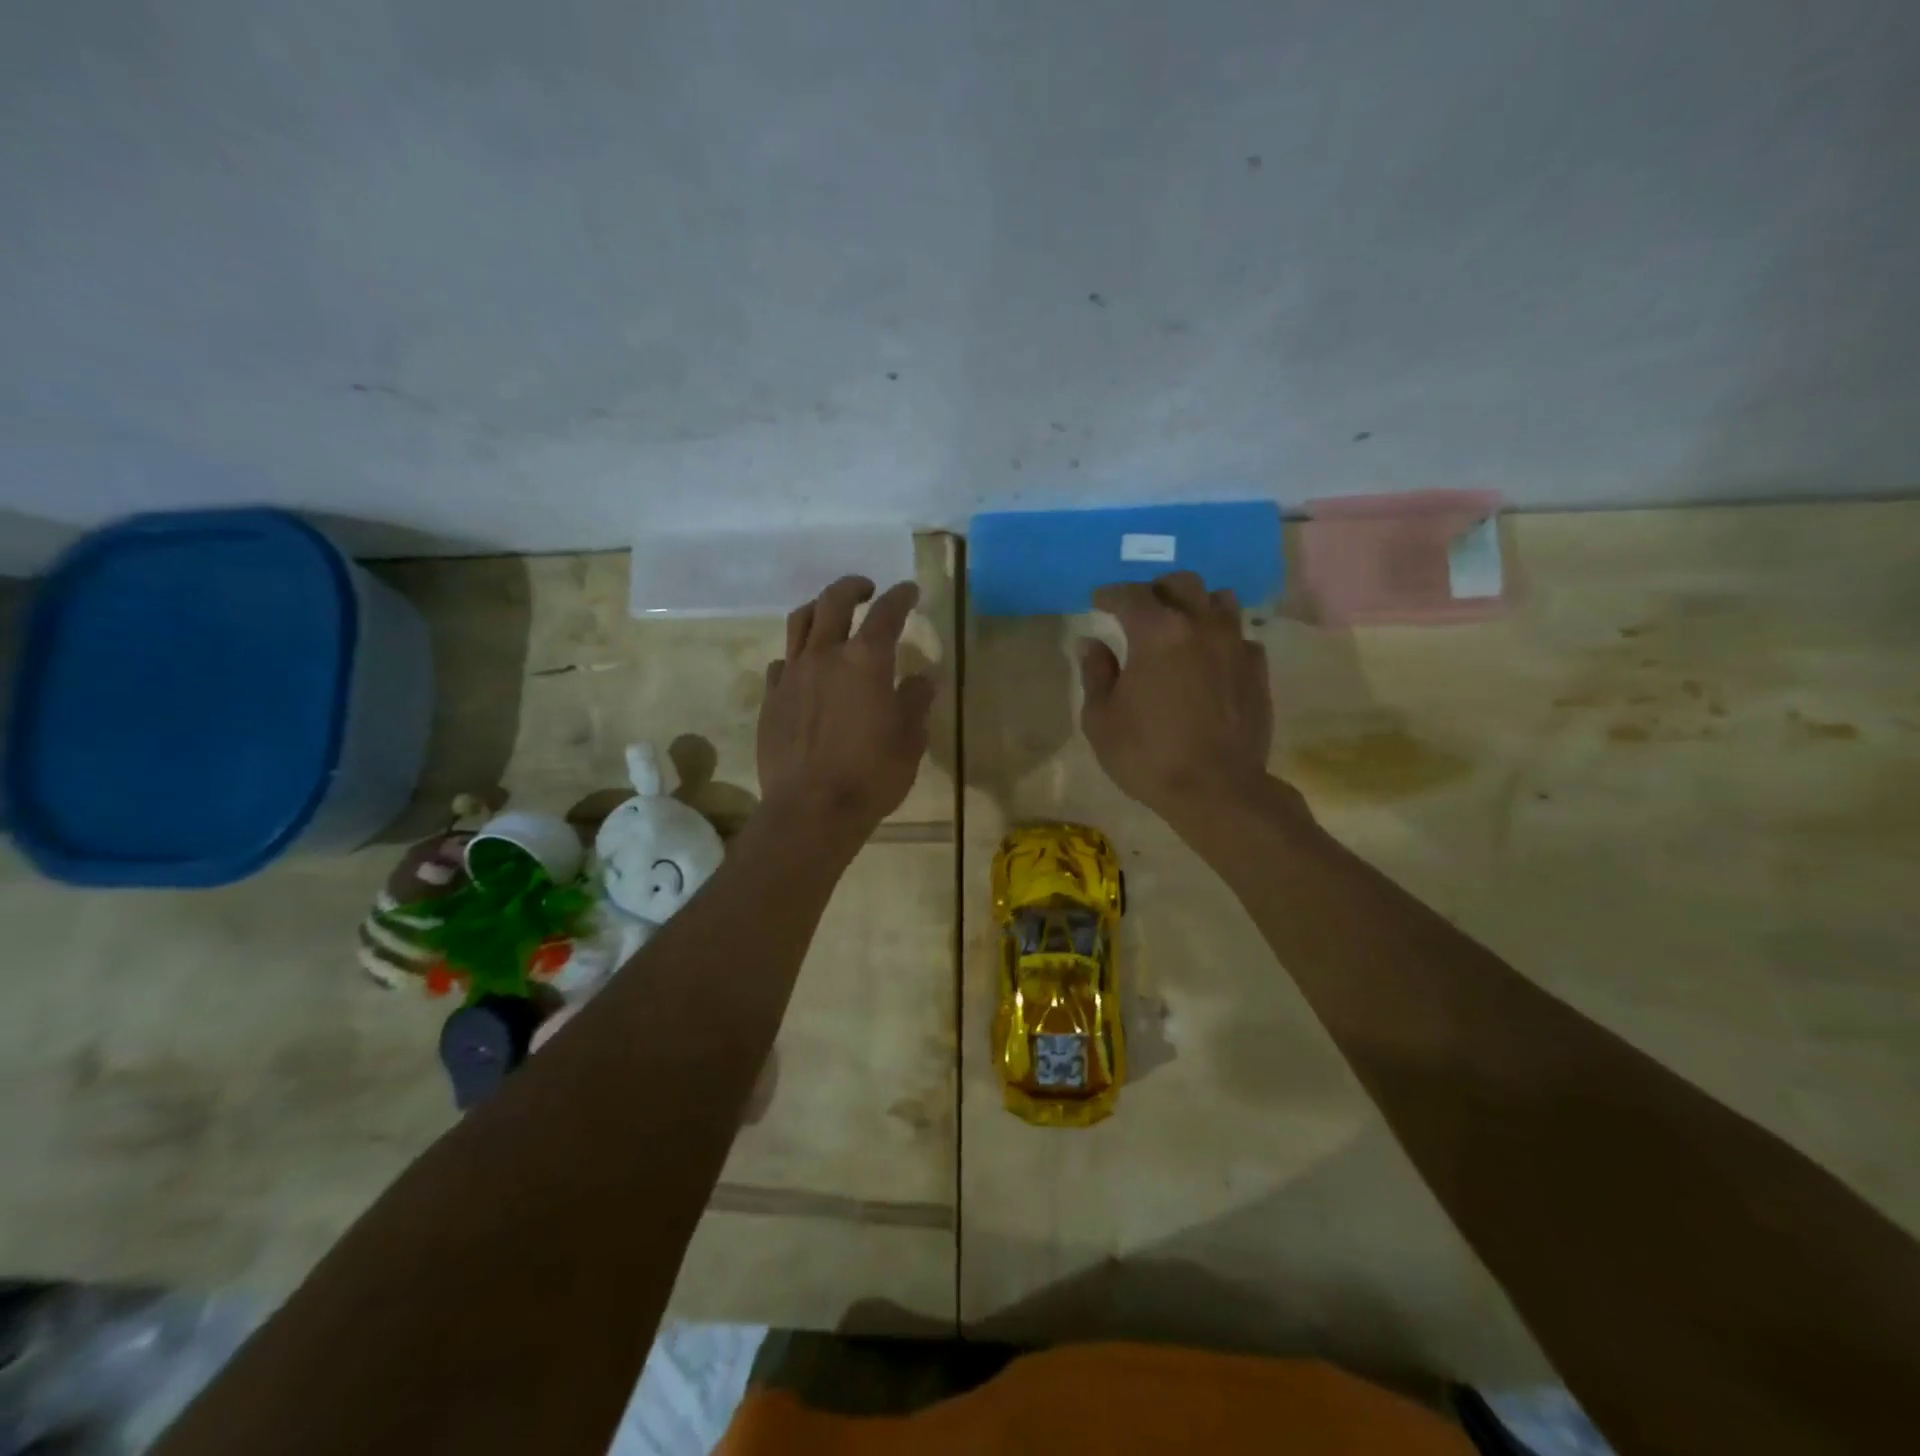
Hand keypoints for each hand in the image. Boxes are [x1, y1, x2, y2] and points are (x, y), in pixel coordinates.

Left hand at [757, 576, 935, 846]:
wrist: (811, 809)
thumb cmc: (871, 775)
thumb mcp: (909, 740)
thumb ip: (916, 701)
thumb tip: (924, 678)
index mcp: (866, 660)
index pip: (887, 612)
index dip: (901, 596)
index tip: (910, 591)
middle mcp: (825, 655)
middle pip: (834, 601)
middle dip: (853, 587)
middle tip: (868, 590)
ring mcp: (792, 674)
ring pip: (800, 622)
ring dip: (819, 609)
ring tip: (830, 615)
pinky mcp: (771, 698)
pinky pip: (782, 661)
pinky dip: (798, 654)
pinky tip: (805, 668)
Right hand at [1079, 572, 1275, 829]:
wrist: (1216, 790)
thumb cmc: (1147, 755)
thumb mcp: (1101, 718)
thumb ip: (1096, 673)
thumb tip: (1092, 643)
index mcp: (1157, 632)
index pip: (1130, 595)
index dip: (1110, 594)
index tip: (1098, 600)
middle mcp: (1200, 625)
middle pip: (1182, 584)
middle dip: (1156, 590)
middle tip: (1140, 609)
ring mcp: (1235, 645)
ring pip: (1220, 600)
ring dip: (1196, 604)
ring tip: (1181, 625)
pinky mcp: (1257, 670)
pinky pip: (1240, 636)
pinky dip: (1222, 637)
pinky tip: (1210, 658)